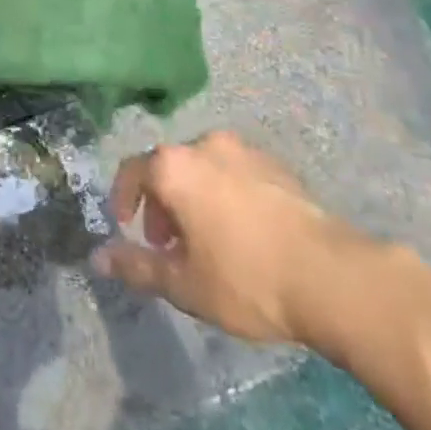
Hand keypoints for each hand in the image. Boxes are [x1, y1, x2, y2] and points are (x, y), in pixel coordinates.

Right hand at [92, 130, 367, 344]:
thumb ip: (138, 266)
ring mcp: (243, 150)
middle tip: (168, 245)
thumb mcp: (185, 284)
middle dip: (161, 203)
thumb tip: (98, 258)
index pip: (131, 171)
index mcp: (174, 166)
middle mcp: (203, 145)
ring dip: (194, 198)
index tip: (128, 228)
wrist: (333, 276)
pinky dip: (225, 194)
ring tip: (207, 242)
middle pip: (168, 167)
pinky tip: (243, 234)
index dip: (123, 198)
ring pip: (203, 168)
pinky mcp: (276, 165)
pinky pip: (234, 173)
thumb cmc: (247, 279)